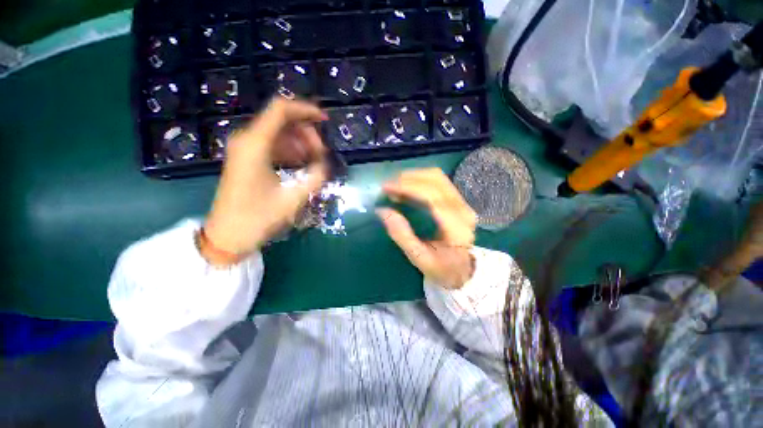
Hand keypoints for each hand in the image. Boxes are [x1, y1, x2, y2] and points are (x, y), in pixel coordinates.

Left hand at [203, 98, 327, 263]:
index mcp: (255, 145)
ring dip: (299, 142)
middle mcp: (247, 139)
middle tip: (321, 153)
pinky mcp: (246, 157)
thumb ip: (316, 176)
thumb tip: (325, 163)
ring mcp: (245, 148)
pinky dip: (290, 149)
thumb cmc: (259, 218)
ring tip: (314, 161)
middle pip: (281, 119)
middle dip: (306, 132)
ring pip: (278, 131)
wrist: (228, 235)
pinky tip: (300, 163)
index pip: (281, 110)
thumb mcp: (294, 199)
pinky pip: (272, 143)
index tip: (325, 121)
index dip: (306, 110)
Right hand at [377, 168, 476, 288]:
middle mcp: (463, 209)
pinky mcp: (459, 201)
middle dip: (408, 178)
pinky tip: (407, 187)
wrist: (464, 270)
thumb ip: (401, 235)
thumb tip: (383, 210)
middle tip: (388, 186)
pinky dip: (420, 180)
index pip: (431, 196)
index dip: (407, 187)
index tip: (386, 188)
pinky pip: (439, 182)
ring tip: (395, 185)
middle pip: (435, 180)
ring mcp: (463, 203)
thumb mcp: (419, 258)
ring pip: (438, 177)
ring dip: (414, 176)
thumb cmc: (441, 267)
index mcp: (455, 226)